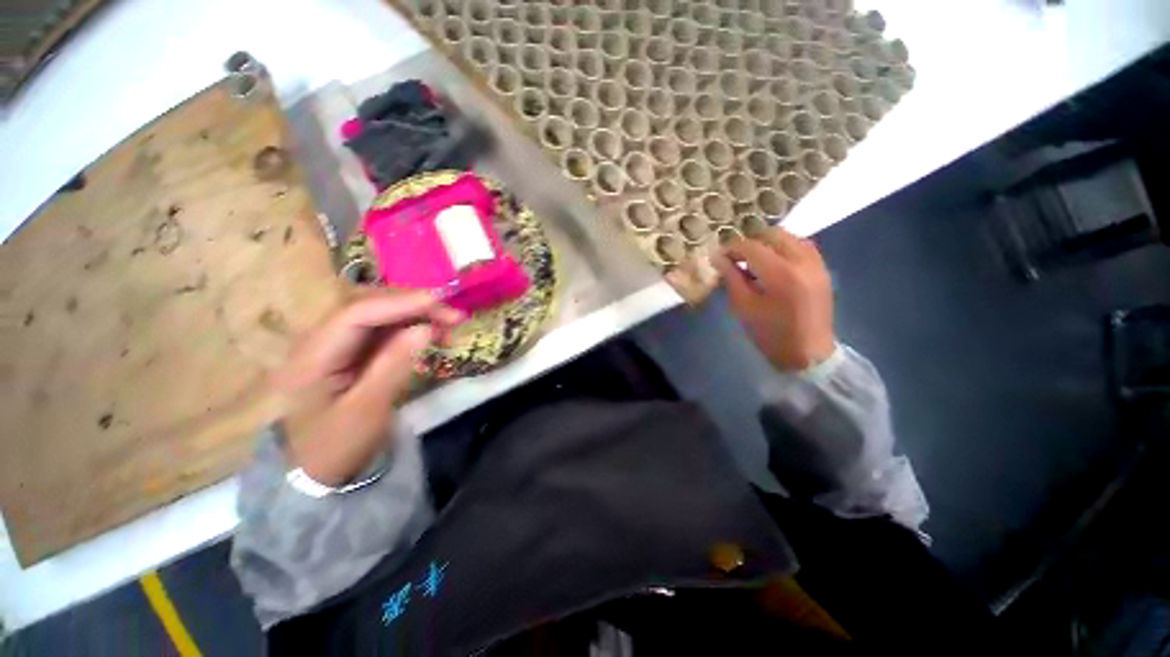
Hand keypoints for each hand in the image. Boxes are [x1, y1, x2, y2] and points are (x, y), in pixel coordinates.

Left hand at [273, 290, 461, 484]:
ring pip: (379, 315)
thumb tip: (425, 329)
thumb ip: (393, 365)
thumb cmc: (339, 444)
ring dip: (416, 314)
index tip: (438, 303)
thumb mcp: (368, 409)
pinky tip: (433, 333)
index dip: (398, 304)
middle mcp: (319, 341)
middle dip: (412, 305)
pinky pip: (384, 329)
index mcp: (311, 357)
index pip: (355, 315)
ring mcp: (336, 344)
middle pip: (367, 307)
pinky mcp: (352, 351)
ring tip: (450, 324)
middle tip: (453, 315)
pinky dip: (412, 327)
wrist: (321, 469)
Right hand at [714, 228, 835, 371]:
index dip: (731, 248)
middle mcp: (802, 261)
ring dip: (768, 243)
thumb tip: (718, 258)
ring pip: (790, 237)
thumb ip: (731, 278)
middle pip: (773, 235)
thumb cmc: (770, 334)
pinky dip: (784, 248)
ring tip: (753, 259)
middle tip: (735, 257)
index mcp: (781, 274)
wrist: (808, 353)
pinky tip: (773, 262)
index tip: (719, 256)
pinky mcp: (822, 270)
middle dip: (750, 242)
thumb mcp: (743, 307)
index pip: (751, 247)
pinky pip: (803, 246)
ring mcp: (816, 264)